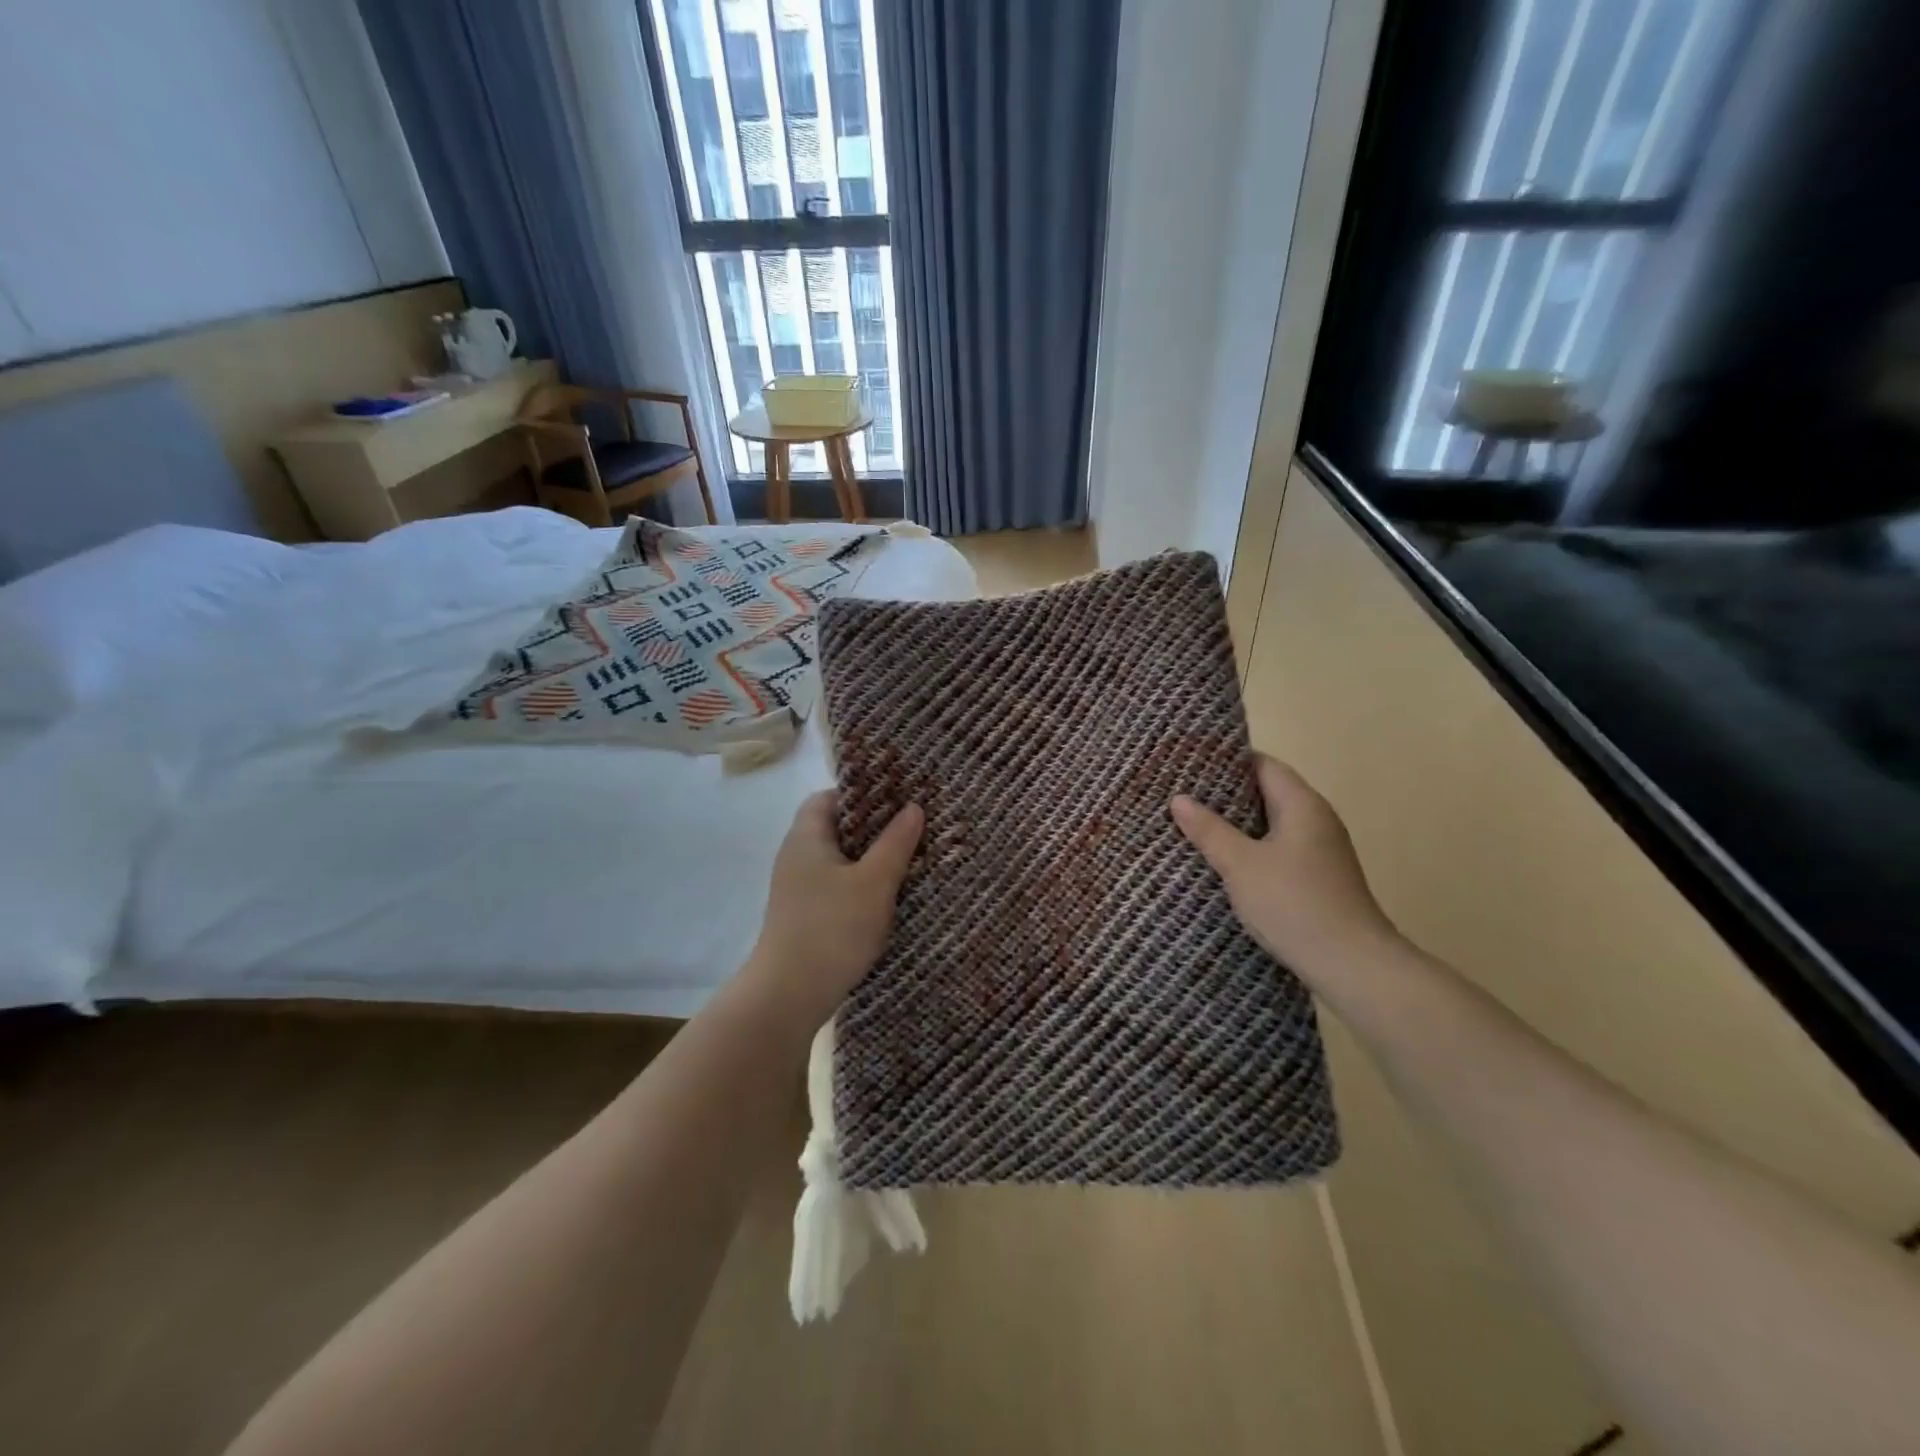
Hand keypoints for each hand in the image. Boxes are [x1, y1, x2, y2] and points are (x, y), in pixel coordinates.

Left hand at [742, 790, 923, 1027]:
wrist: (790, 995)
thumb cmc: (833, 927)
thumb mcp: (875, 881)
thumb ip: (896, 842)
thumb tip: (913, 807)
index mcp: (806, 837)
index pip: (828, 797)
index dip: (861, 794)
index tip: (896, 799)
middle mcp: (796, 857)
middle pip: (835, 828)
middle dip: (873, 827)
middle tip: (911, 828)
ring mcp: (797, 889)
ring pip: (838, 860)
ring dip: (869, 859)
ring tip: (908, 860)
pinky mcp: (804, 916)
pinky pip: (836, 887)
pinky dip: (860, 885)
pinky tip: (887, 897)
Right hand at [1170, 755, 1399, 984]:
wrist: (1352, 965)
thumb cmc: (1294, 904)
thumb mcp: (1241, 865)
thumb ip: (1209, 830)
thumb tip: (1179, 799)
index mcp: (1302, 805)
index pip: (1264, 765)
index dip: (1227, 760)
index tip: (1190, 764)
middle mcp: (1317, 819)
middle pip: (1268, 792)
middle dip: (1226, 793)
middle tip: (1182, 794)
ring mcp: (1321, 850)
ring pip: (1272, 823)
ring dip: (1237, 823)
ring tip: (1194, 824)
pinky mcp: (1318, 877)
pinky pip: (1278, 848)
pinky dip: (1251, 846)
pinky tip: (1224, 861)